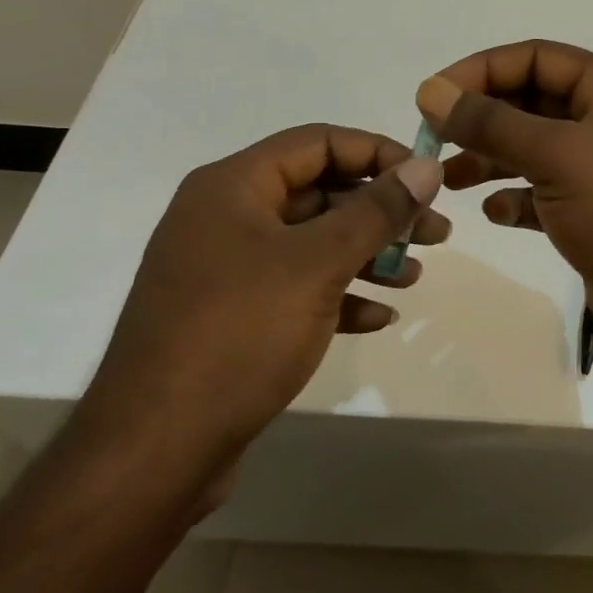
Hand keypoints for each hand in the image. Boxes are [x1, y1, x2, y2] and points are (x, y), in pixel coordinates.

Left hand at [71, 125, 446, 503]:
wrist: (156, 450)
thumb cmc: (239, 334)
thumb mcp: (318, 264)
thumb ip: (377, 211)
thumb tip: (427, 166)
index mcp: (233, 187)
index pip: (319, 141)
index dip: (378, 152)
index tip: (426, 179)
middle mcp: (226, 218)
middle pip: (320, 192)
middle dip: (381, 212)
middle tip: (436, 233)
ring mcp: (227, 270)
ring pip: (312, 243)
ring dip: (367, 255)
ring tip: (414, 276)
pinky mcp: (232, 317)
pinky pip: (296, 289)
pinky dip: (339, 295)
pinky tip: (379, 317)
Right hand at [415, 40, 592, 372]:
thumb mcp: (556, 156)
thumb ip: (490, 122)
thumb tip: (432, 90)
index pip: (537, 58)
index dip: (482, 70)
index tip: (433, 96)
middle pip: (534, 102)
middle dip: (483, 118)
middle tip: (433, 140)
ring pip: (535, 150)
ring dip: (491, 159)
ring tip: (448, 180)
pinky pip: (546, 193)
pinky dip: (517, 198)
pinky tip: (496, 213)